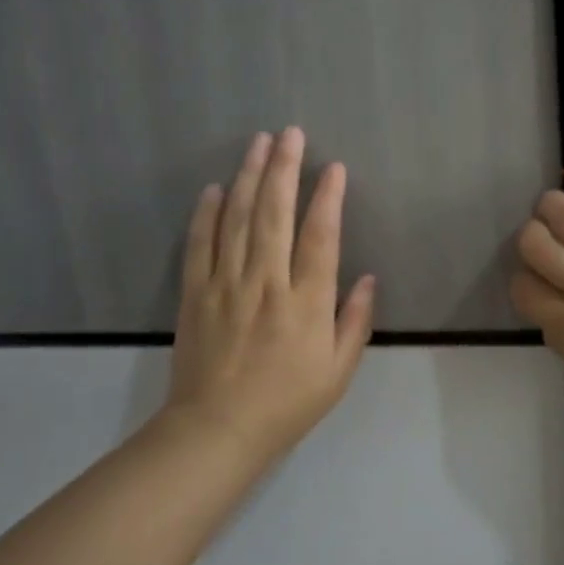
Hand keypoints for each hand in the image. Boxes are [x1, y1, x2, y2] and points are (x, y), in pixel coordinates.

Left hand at [168, 128, 374, 459]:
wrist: (216, 431)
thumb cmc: (286, 403)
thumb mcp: (338, 371)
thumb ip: (354, 321)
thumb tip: (368, 278)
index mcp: (306, 302)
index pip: (320, 236)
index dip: (328, 198)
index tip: (334, 167)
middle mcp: (266, 282)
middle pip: (274, 213)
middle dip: (284, 168)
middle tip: (289, 133)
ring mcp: (226, 284)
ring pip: (238, 219)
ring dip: (249, 177)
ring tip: (258, 143)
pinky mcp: (195, 293)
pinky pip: (200, 245)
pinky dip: (207, 213)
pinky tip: (215, 188)